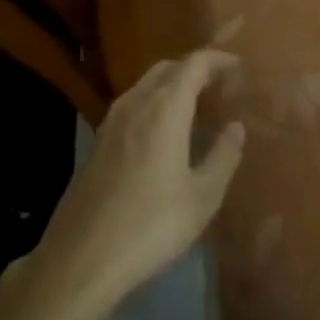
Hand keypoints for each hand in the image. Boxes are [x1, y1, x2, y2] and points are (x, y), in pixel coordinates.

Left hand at [32, 50, 245, 313]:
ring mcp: (111, 122)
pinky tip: (164, 134)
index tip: (239, 67)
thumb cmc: (151, 225)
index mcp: (165, 108)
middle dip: (195, 70)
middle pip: (167, 68)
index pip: (194, 64)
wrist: (81, 259)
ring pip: (146, 86)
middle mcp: (136, 103)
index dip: (218, 59)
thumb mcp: (202, 197)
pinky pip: (132, 106)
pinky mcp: (97, 143)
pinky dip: (154, 105)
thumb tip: (236, 126)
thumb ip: (223, 156)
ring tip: (196, 108)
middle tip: (220, 86)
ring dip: (172, 86)